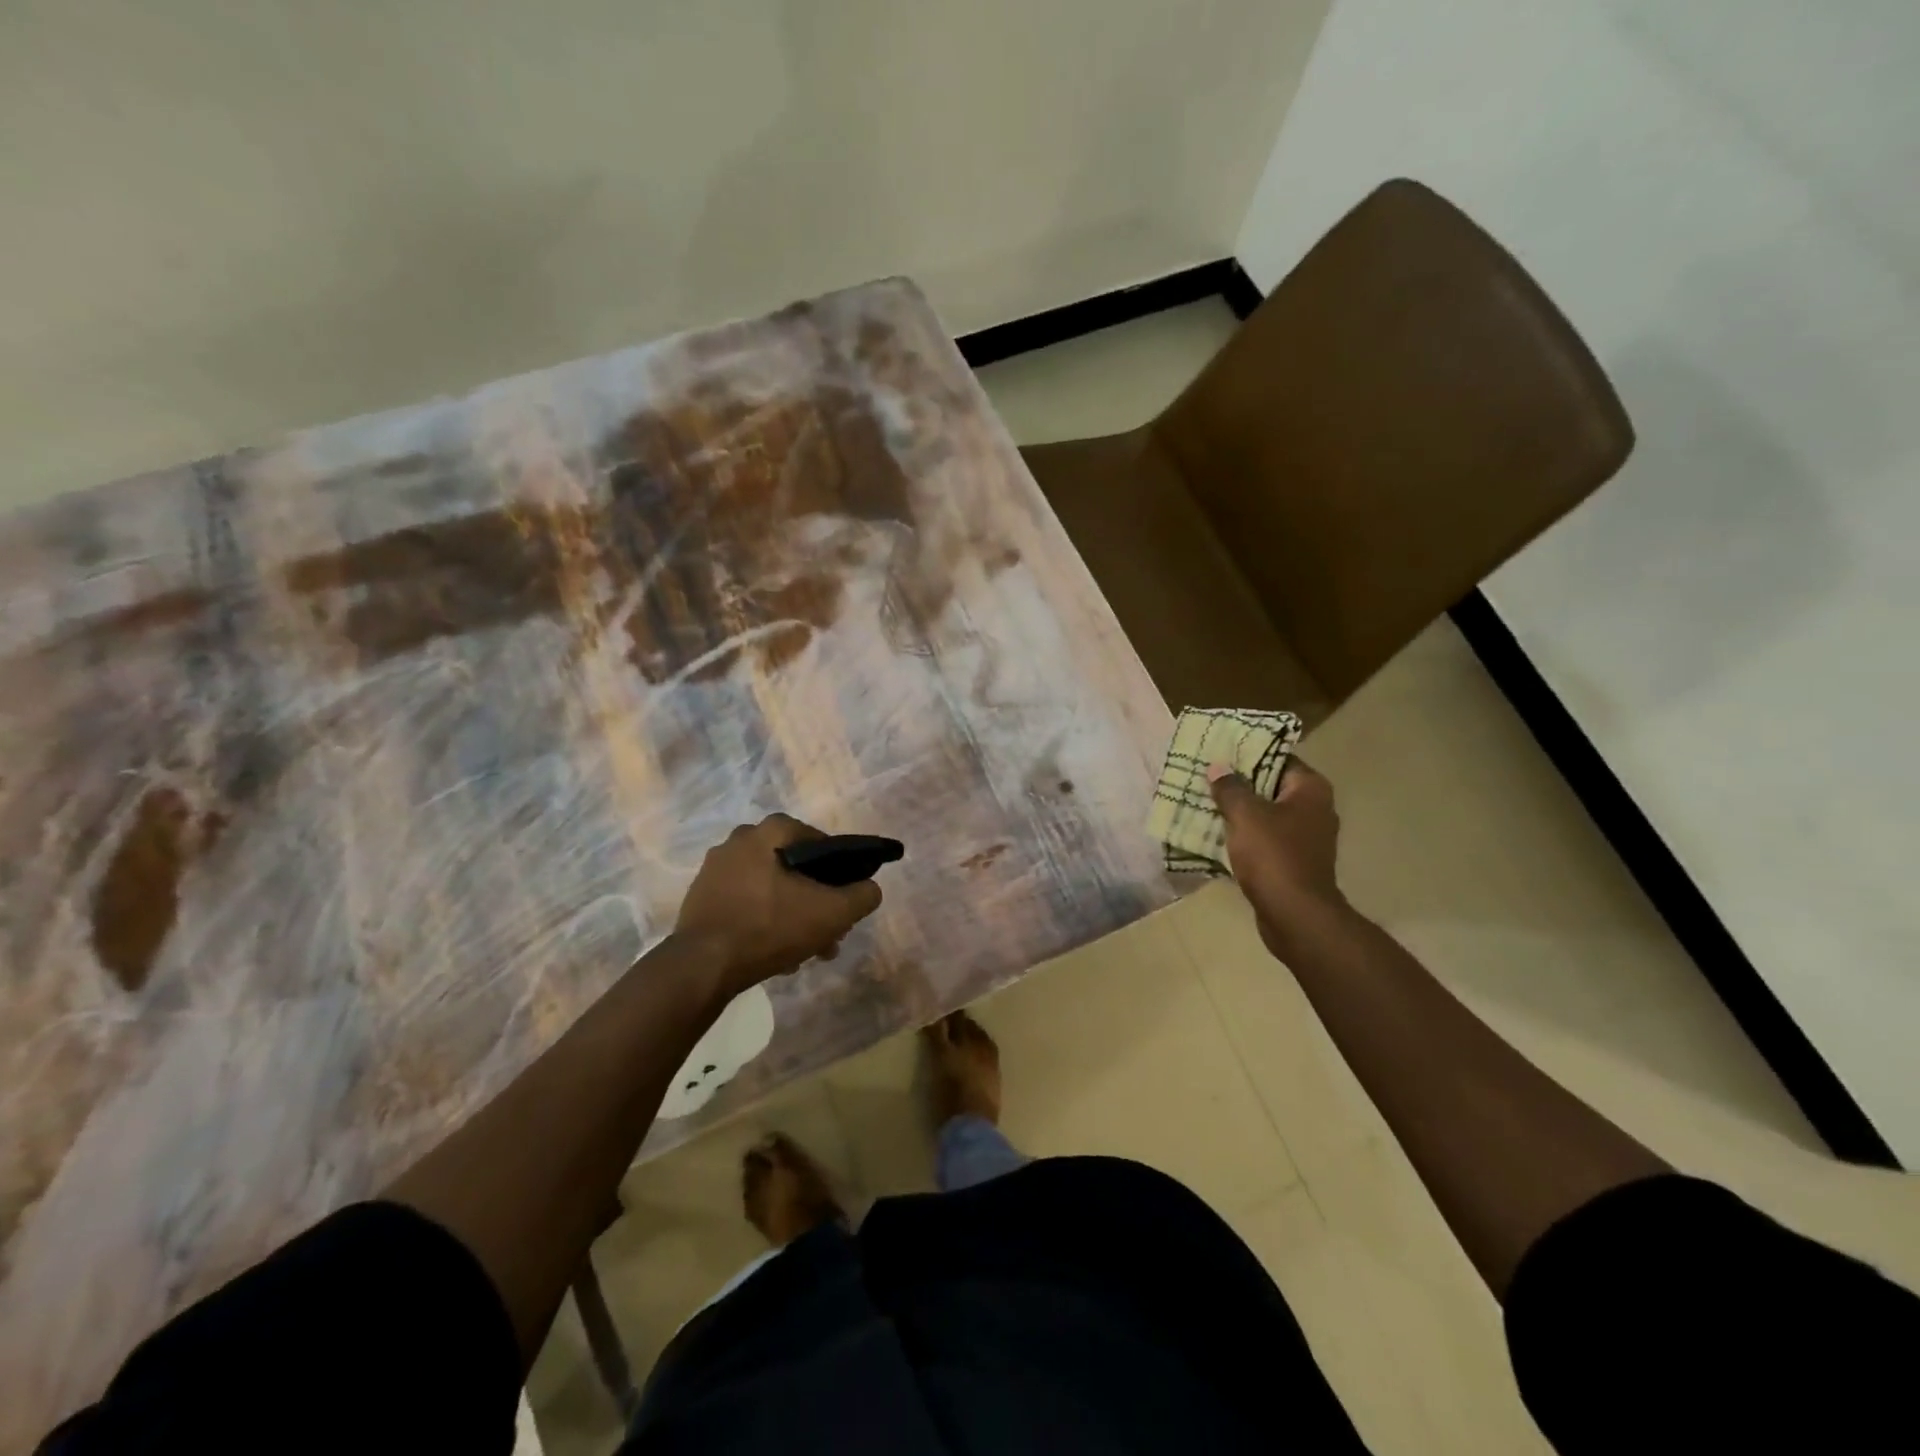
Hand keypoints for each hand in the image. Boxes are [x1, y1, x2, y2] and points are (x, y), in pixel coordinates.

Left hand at [673, 815, 882, 998]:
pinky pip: (746, 903)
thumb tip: (870, 888)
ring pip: (771, 889)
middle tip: (828, 933)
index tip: (843, 899)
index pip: (818, 841)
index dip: (838, 871)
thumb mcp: (832, 913)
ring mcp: (715, 869)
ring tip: (806, 952)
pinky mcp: (701, 897)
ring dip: (792, 915)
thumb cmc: (770, 927)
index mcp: (769, 832)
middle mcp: (739, 840)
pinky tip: (776, 953)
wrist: (702, 965)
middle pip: (794, 869)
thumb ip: (862, 896)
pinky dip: (764, 922)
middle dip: (815, 901)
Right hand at [1208, 759, 1347, 954]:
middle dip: (1238, 784)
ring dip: (1238, 812)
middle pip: (1270, 787)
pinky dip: (1243, 837)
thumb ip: (1230, 788)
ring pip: (1265, 815)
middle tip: (1205, 777)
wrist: (1295, 915)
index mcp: (1310, 790)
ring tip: (1203, 803)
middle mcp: (1314, 809)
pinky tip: (1215, 835)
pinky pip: (1264, 840)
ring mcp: (1305, 838)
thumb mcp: (1245, 815)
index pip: (1278, 759)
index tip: (1219, 753)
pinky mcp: (1293, 862)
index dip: (1248, 755)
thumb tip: (1219, 768)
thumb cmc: (1274, 856)